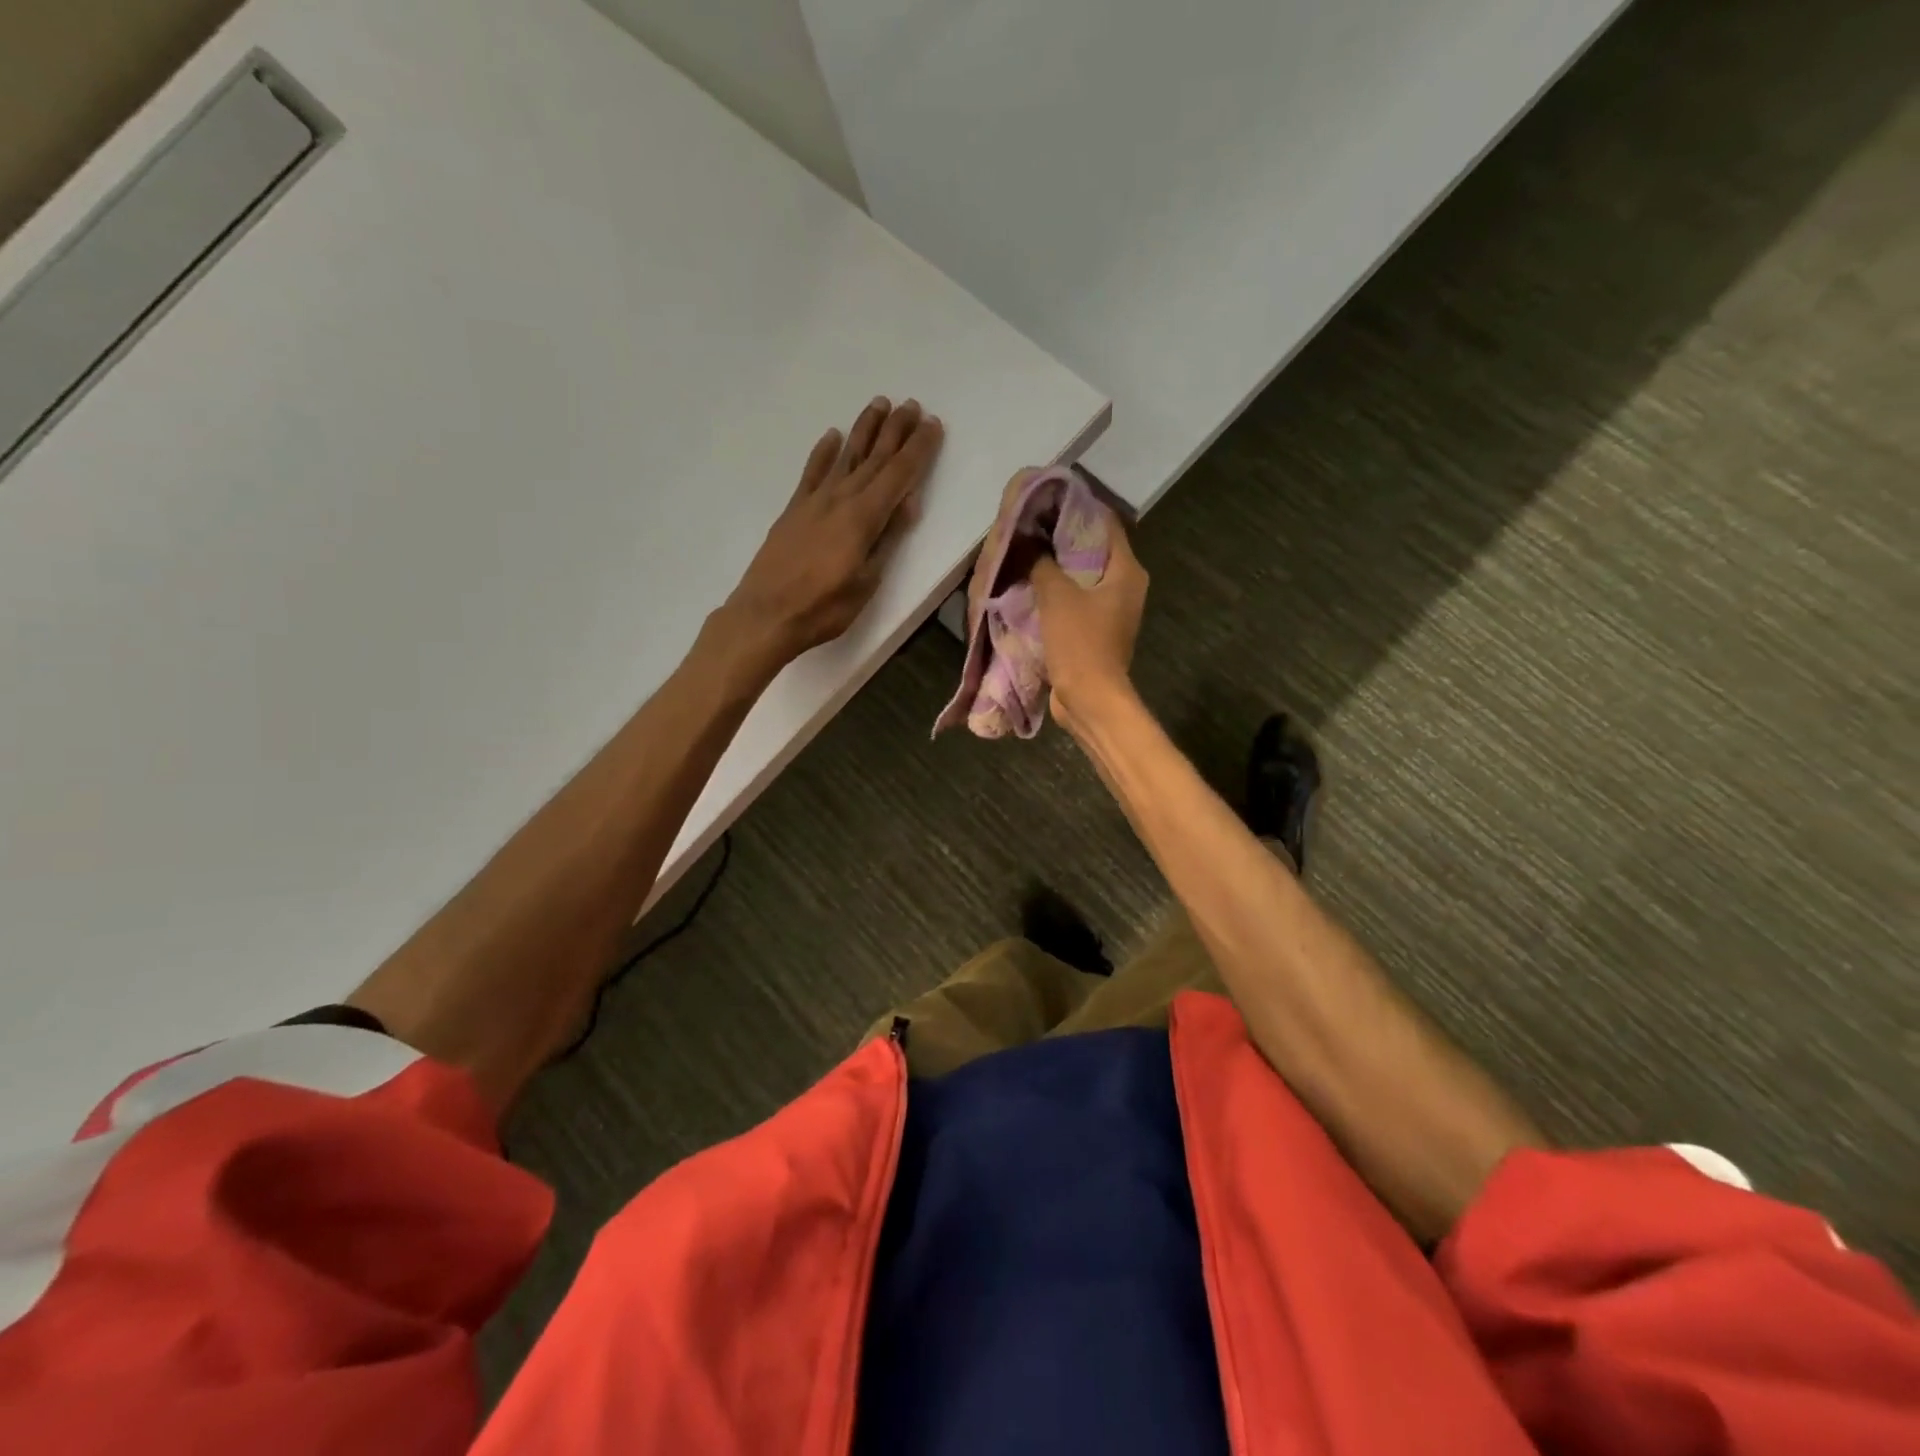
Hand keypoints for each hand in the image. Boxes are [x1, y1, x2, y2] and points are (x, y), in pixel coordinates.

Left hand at [721, 397, 943, 671]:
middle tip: (912, 405)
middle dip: (896, 430)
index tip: (933, 425)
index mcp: (863, 517)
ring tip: (878, 404)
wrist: (765, 615)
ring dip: (864, 430)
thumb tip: (907, 502)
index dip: (918, 449)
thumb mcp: (866, 582)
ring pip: (845, 456)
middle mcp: (840, 499)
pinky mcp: (794, 510)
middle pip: (874, 458)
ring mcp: (814, 502)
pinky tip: (832, 437)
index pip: (899, 475)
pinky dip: (824, 453)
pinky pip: (812, 472)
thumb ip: (886, 539)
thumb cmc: (823, 607)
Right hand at [1031, 513, 1148, 736]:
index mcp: (1127, 571)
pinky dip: (1056, 593)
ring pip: (1082, 578)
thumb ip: (1042, 563)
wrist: (1090, 699)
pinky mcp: (1096, 632)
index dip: (1078, 508)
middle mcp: (1125, 587)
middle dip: (1061, 538)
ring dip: (1056, 568)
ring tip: (1025, 552)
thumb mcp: (1057, 596)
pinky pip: (1075, 602)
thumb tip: (1028, 540)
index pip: (1106, 524)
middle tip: (1030, 526)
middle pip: (1093, 550)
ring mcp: (1111, 611)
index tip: (1048, 500)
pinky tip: (1030, 586)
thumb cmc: (1080, 643)